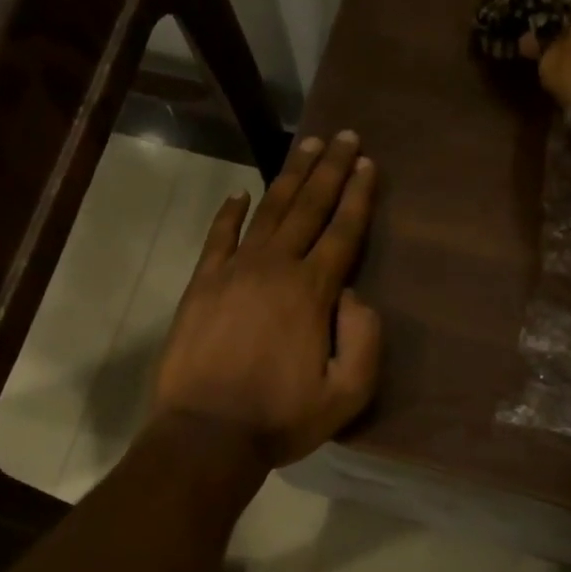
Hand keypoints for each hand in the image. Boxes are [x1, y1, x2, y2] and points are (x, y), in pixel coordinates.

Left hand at [151, 131, 381, 467]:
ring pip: (267, 212)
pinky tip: (241, 194)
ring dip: (290, 177)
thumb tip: (354, 295)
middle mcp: (274, 268)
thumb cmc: (281, 417)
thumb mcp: (347, 394)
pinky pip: (219, 237)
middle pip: (308, 208)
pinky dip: (230, 213)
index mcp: (312, 292)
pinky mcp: (202, 284)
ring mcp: (233, 272)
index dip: (358, 195)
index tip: (368, 163)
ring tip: (308, 147)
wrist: (206, 434)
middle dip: (330, 170)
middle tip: (345, 136)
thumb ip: (364, 339)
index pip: (342, 231)